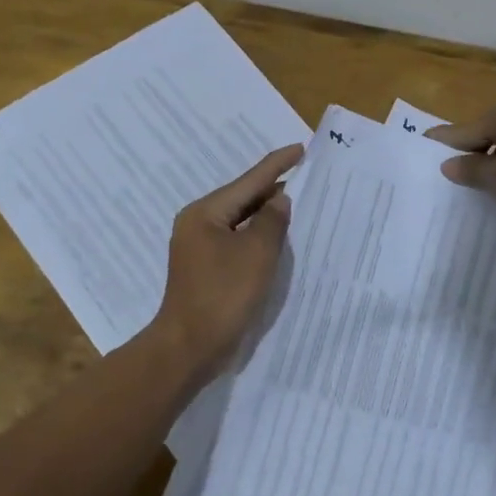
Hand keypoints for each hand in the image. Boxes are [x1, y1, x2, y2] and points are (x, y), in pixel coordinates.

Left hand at [150, 142, 302, 378]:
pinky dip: (258, 238)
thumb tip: (279, 200)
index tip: (300, 148)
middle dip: (273, 189)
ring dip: (267, 215)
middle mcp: (198, 224)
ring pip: (240, 221)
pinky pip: (237, 242)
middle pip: (242, 198)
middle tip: (305, 176)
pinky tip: (278, 239)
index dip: (277, 165)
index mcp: (205, 213)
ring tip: (298, 204)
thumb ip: (272, 220)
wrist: (189, 347)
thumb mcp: (257, 253)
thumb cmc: (223, 295)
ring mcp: (199, 247)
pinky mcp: (206, 269)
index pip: (249, 180)